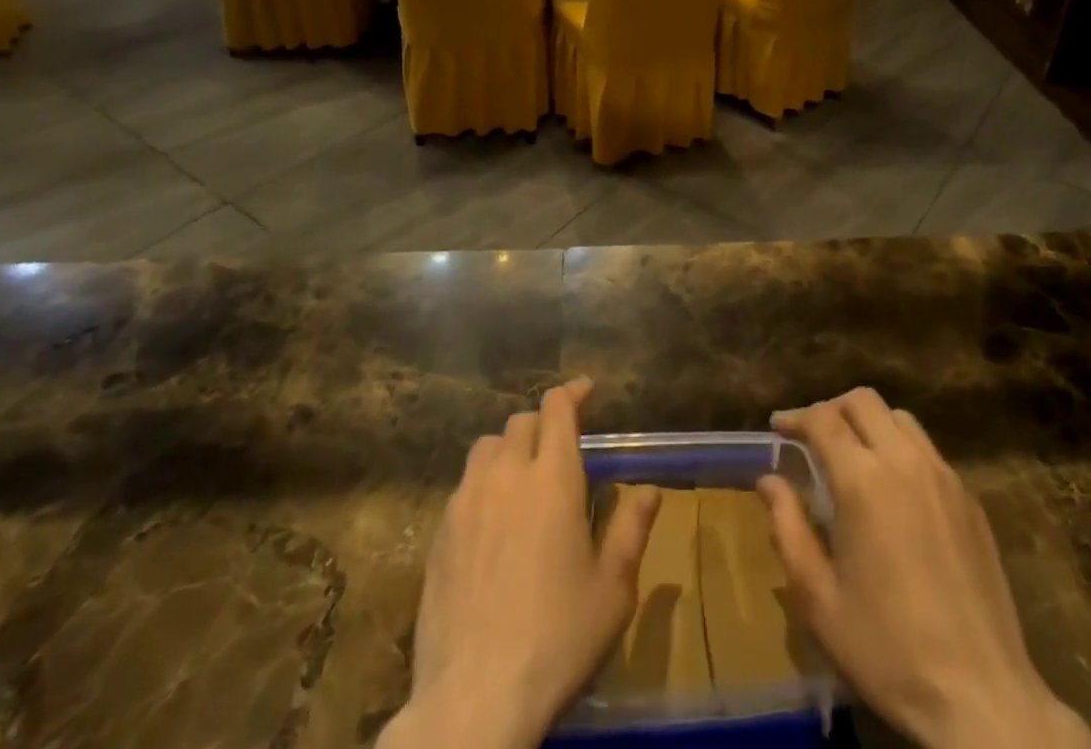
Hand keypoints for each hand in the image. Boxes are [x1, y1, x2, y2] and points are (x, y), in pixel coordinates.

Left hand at [380, 379, 660, 748]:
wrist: (474, 699)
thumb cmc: (556, 640)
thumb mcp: (612, 591)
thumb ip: (631, 530)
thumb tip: (650, 489)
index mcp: (553, 479)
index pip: (557, 409)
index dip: (572, 393)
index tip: (586, 390)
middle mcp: (507, 476)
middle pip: (521, 422)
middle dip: (544, 423)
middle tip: (560, 446)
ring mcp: (467, 503)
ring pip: (486, 447)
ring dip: (509, 447)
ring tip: (523, 476)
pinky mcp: (439, 533)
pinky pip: (463, 486)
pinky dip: (483, 483)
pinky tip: (492, 520)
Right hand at [758, 389, 1090, 748]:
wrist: (982, 697)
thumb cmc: (887, 649)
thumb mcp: (818, 598)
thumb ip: (788, 528)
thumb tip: (769, 481)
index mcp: (862, 480)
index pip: (822, 419)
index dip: (795, 417)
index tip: (778, 428)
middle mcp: (904, 461)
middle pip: (863, 401)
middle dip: (831, 409)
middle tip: (812, 437)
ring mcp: (943, 477)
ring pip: (899, 418)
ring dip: (869, 423)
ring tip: (852, 455)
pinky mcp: (969, 499)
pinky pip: (928, 450)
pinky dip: (901, 448)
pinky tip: (894, 489)